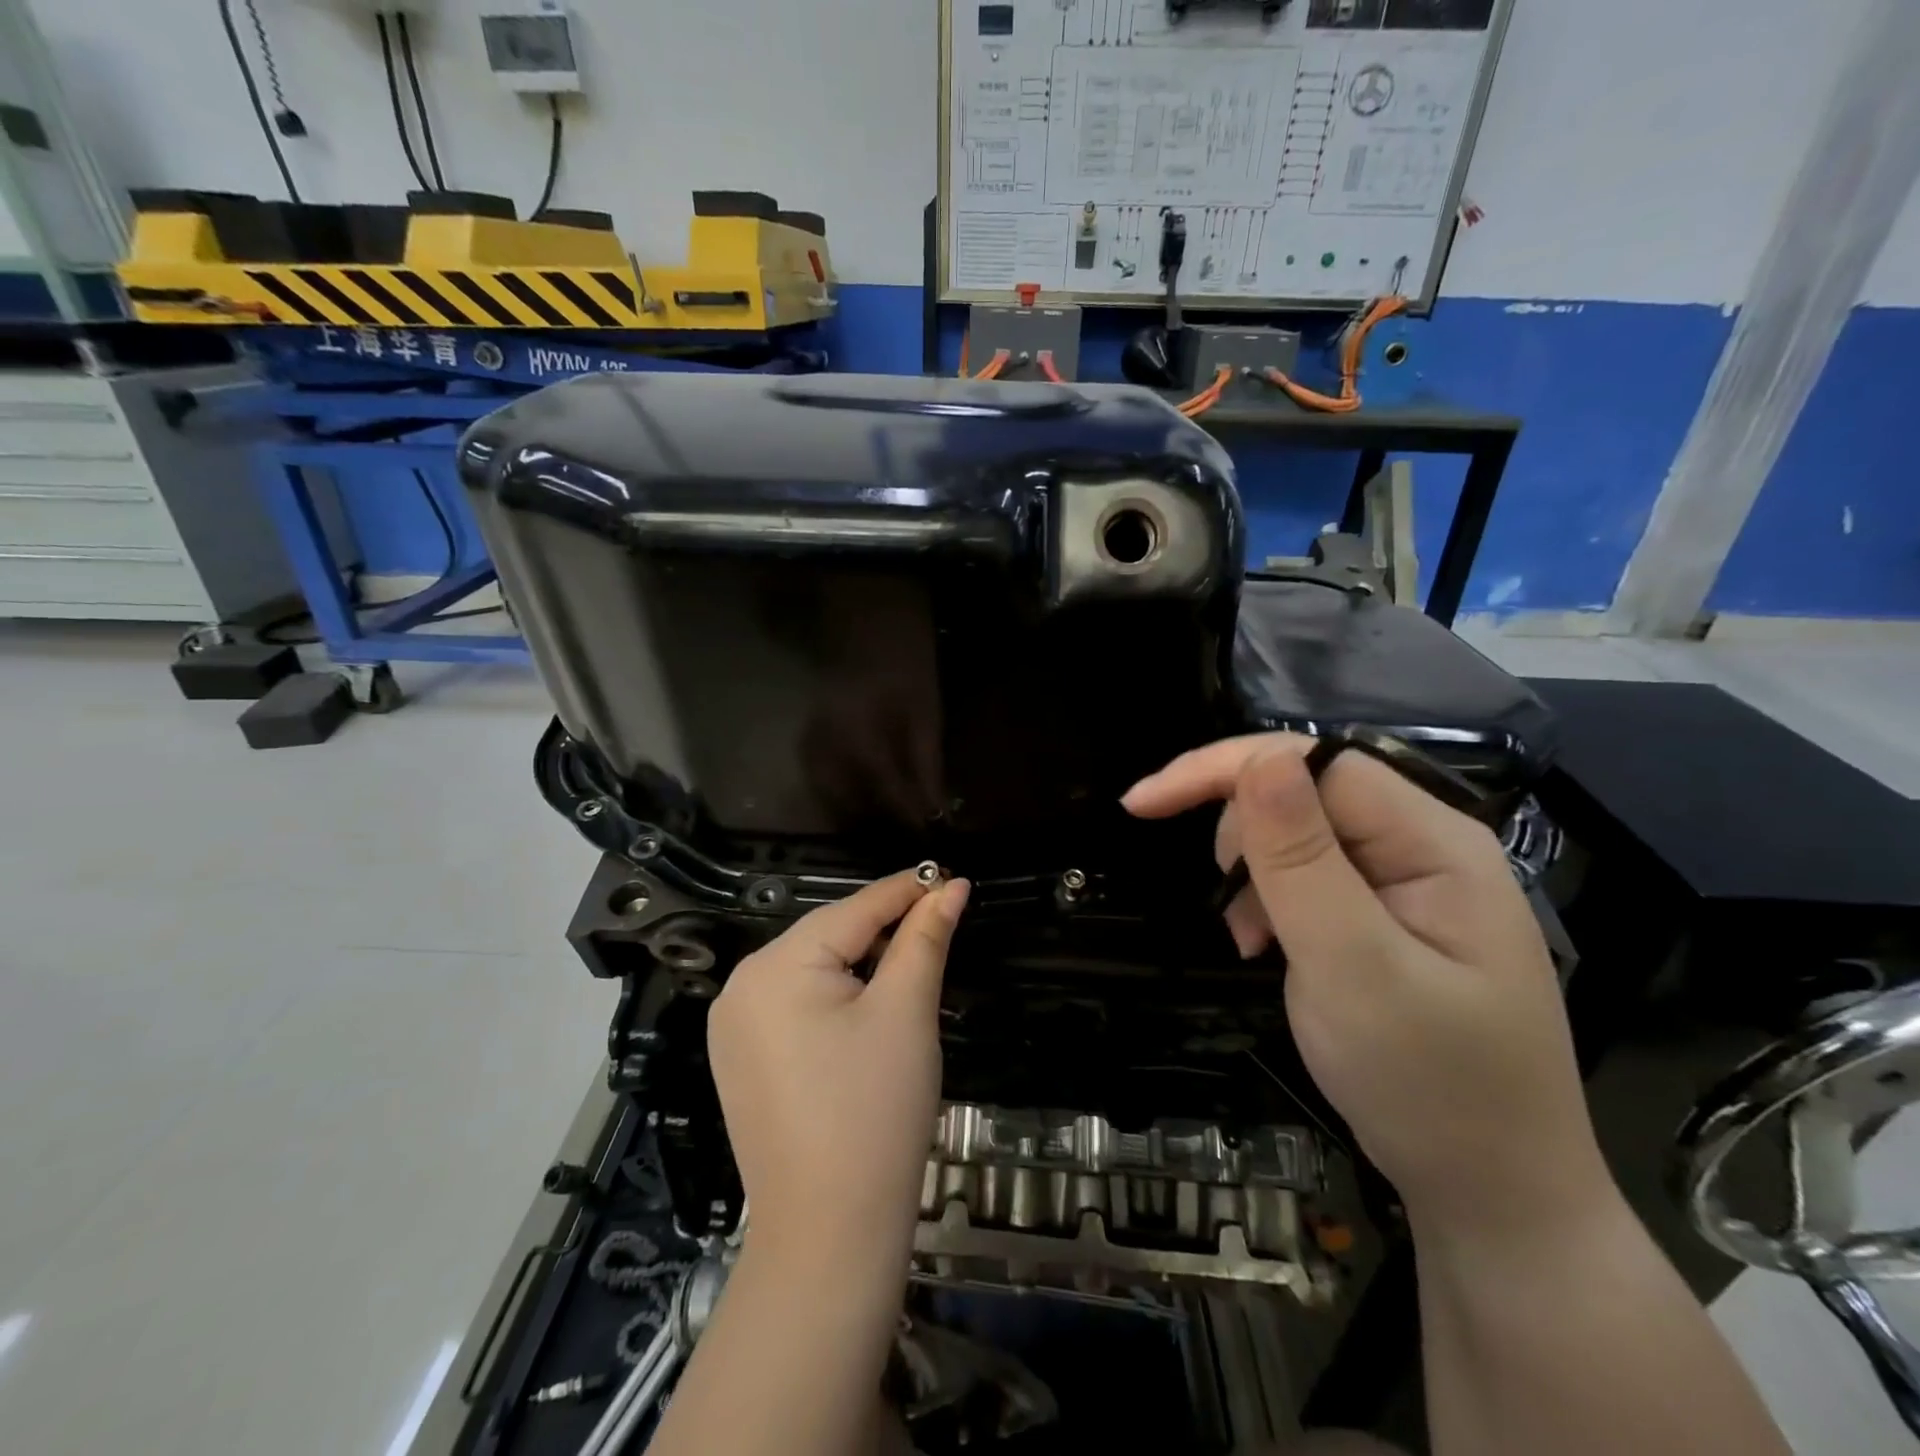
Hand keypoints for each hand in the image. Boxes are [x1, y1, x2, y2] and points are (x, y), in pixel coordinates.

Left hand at [708, 869, 969, 1263]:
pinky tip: (868, 1007)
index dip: (906, 891)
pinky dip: (836, 995)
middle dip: (884, 929)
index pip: (853, 909)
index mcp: (774, 966)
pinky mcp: (741, 1060)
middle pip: (828, 937)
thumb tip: (949, 887)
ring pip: (812, 970)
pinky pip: (795, 1005)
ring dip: (862, 961)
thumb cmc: (875, 1111)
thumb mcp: (906, 1012)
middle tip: (939, 923)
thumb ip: (925, 938)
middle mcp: (741, 986)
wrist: (829, 1235)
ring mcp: (734, 1027)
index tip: (949, 876)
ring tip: (912, 961)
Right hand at [1123, 736, 1606, 1230]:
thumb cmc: (1429, 1084)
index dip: (1225, 769)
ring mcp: (1408, 880)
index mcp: (1436, 841)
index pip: (1315, 763)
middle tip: (1224, 905)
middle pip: (1304, 790)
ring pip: (1297, 831)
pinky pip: (1308, 874)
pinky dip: (1268, 901)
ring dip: (1252, 873)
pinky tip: (1265, 946)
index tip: (1143, 804)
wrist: (1493, 1193)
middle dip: (1241, 832)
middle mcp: (1425, 844)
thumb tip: (1259, 760)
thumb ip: (1302, 860)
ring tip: (1249, 940)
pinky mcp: (1385, 913)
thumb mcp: (1353, 969)